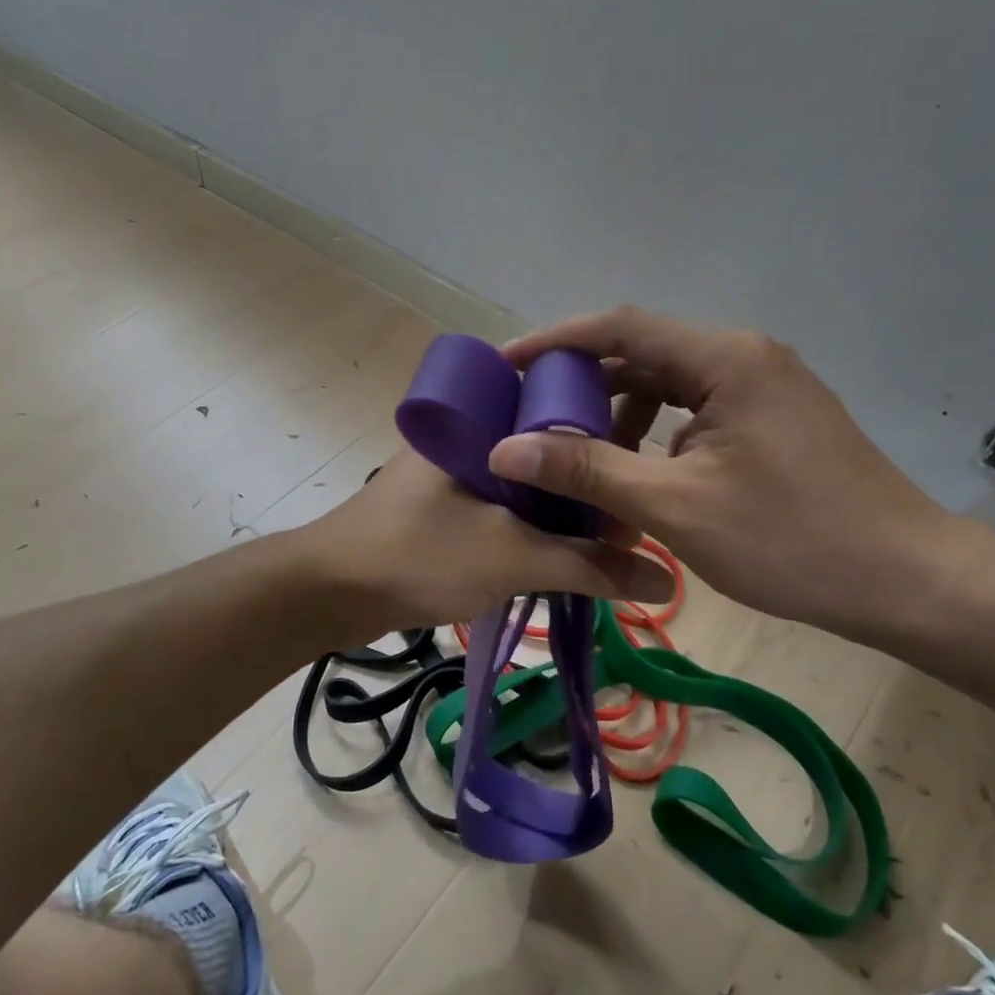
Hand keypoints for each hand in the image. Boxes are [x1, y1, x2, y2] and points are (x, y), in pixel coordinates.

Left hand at [299, 448, 673, 637]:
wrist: (328, 593)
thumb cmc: (419, 554)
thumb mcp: (512, 558)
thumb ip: (588, 566)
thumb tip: (666, 578)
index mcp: (481, 418)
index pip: (557, 402)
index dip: (602, 431)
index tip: (640, 464)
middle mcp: (469, 434)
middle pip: (546, 448)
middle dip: (586, 482)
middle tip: (628, 515)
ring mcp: (454, 471)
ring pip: (525, 481)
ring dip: (561, 510)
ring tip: (606, 538)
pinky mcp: (444, 505)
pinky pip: (503, 506)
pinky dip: (533, 526)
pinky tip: (562, 550)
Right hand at [488, 307, 962, 642]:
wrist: (906, 580)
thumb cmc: (790, 540)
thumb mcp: (674, 506)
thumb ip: (587, 469)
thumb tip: (505, 448)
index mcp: (724, 358)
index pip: (620, 325)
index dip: (556, 340)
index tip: (505, 364)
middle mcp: (744, 356)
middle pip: (643, 353)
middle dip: (584, 386)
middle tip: (533, 421)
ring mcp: (765, 386)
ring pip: (670, 386)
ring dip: (621, 418)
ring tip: (583, 463)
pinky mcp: (774, 418)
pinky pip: (697, 412)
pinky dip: (657, 437)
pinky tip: (640, 478)